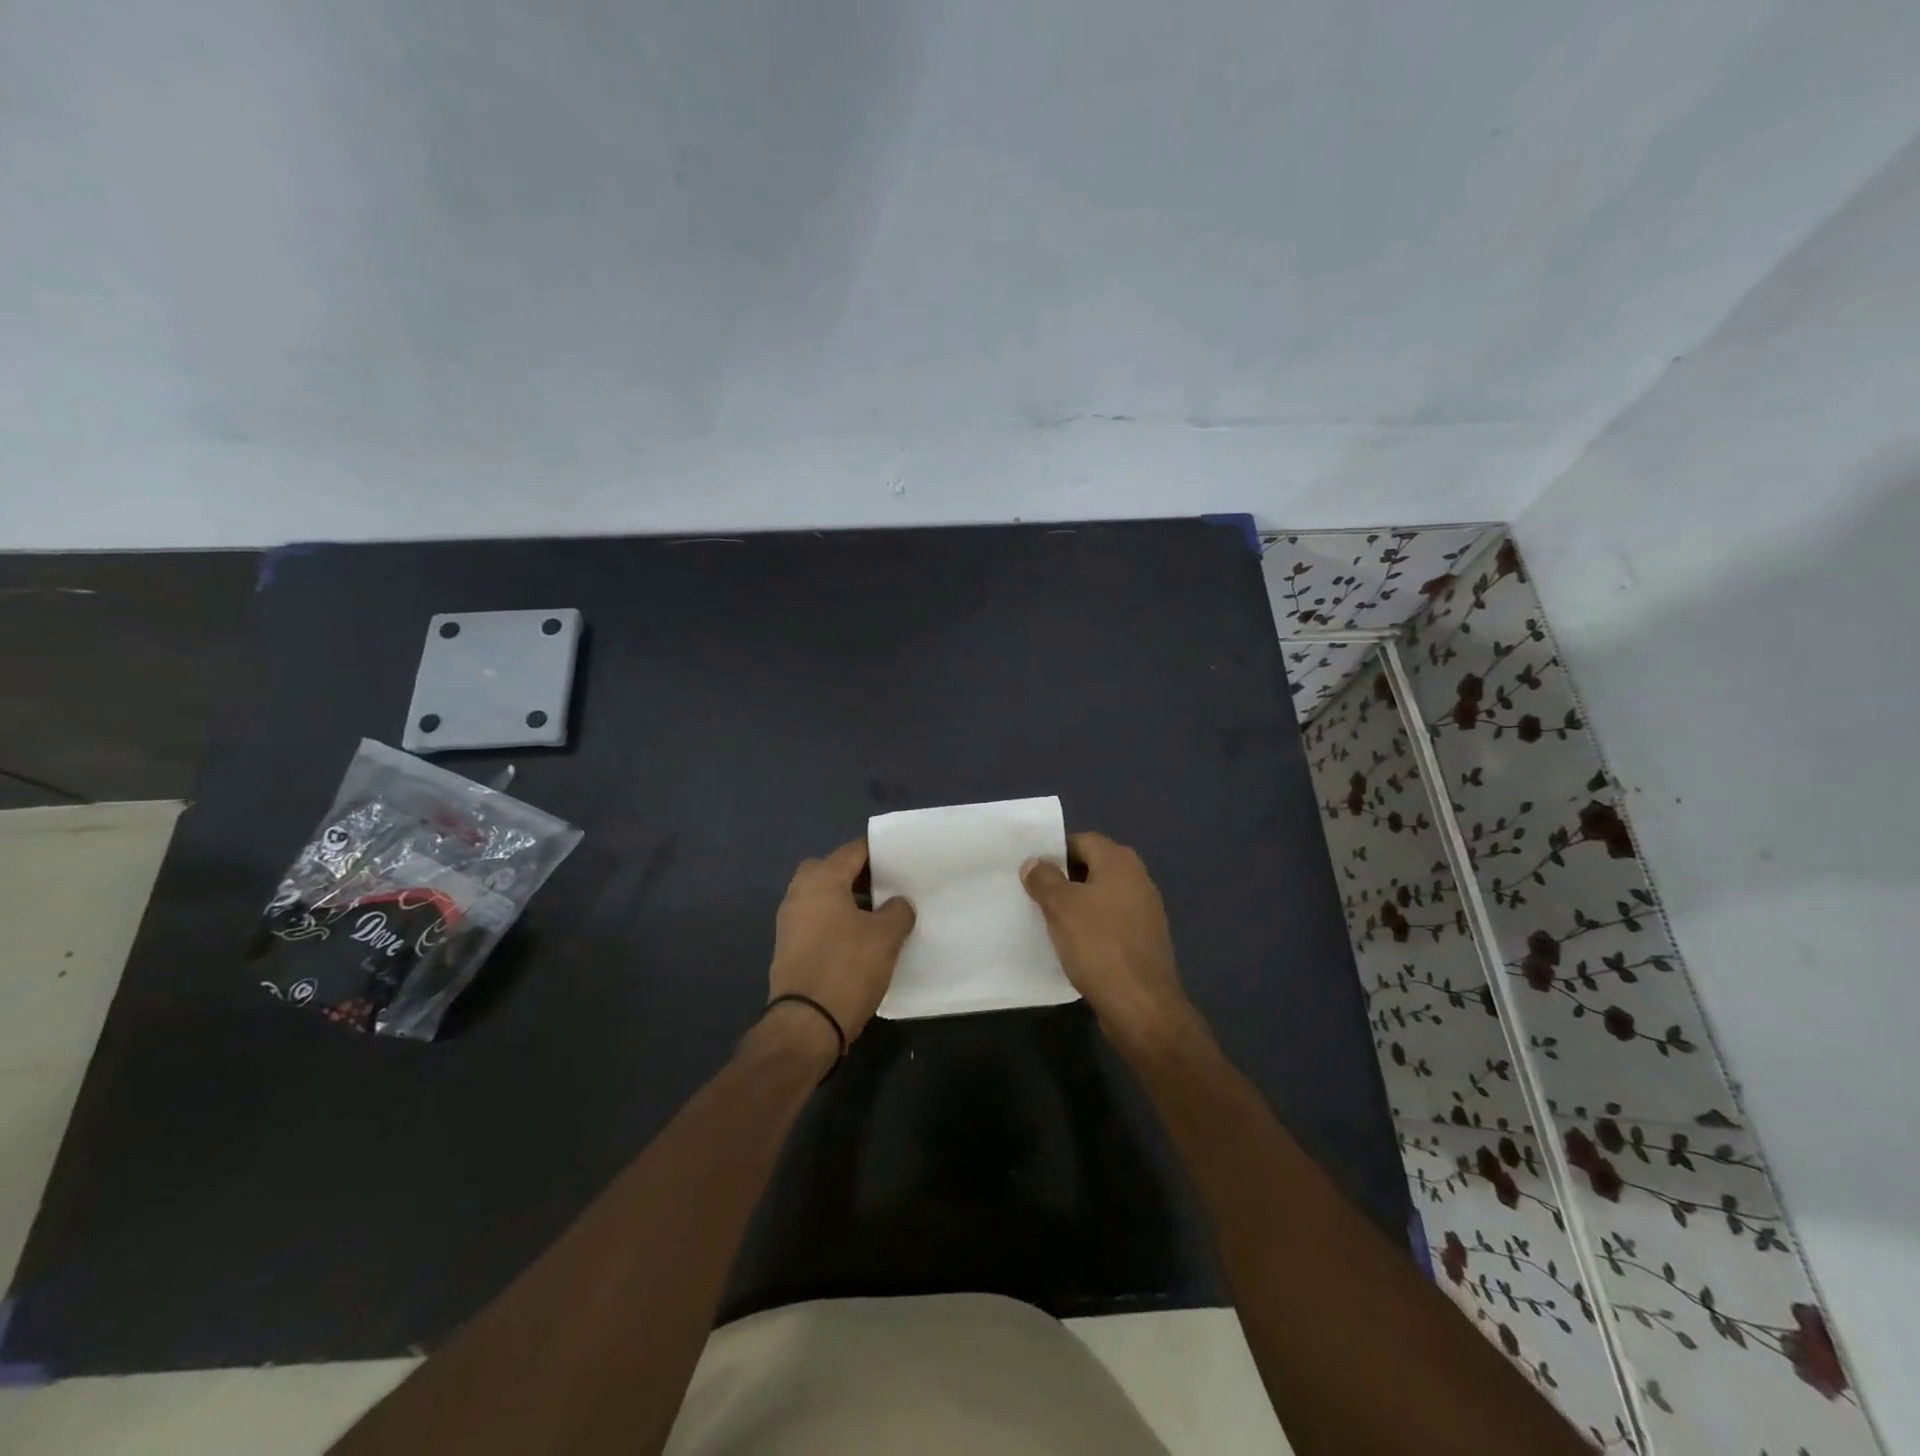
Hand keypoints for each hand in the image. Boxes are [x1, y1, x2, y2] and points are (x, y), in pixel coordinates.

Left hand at [768, 838, 915, 1048]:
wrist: (805, 1024)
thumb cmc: (847, 968)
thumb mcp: (886, 936)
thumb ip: (898, 911)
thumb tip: (898, 903)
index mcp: (821, 879)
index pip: (855, 850)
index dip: (881, 852)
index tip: (904, 859)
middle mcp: (800, 892)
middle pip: (835, 870)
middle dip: (861, 876)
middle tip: (890, 887)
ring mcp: (790, 921)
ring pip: (825, 897)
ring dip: (850, 901)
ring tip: (882, 915)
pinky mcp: (789, 947)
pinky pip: (818, 920)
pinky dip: (838, 922)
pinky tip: (862, 940)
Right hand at [1022, 832, 1196, 1055]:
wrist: (1141, 1005)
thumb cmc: (1098, 946)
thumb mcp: (1061, 907)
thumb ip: (1044, 878)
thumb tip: (1034, 862)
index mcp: (1120, 862)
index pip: (1081, 841)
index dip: (1054, 853)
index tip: (1031, 872)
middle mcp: (1138, 878)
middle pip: (1092, 867)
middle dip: (1063, 879)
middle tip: (1034, 896)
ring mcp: (1145, 910)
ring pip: (1100, 896)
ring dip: (1076, 905)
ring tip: (1048, 921)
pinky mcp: (1144, 939)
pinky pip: (1110, 921)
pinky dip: (1092, 927)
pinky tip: (1073, 945)